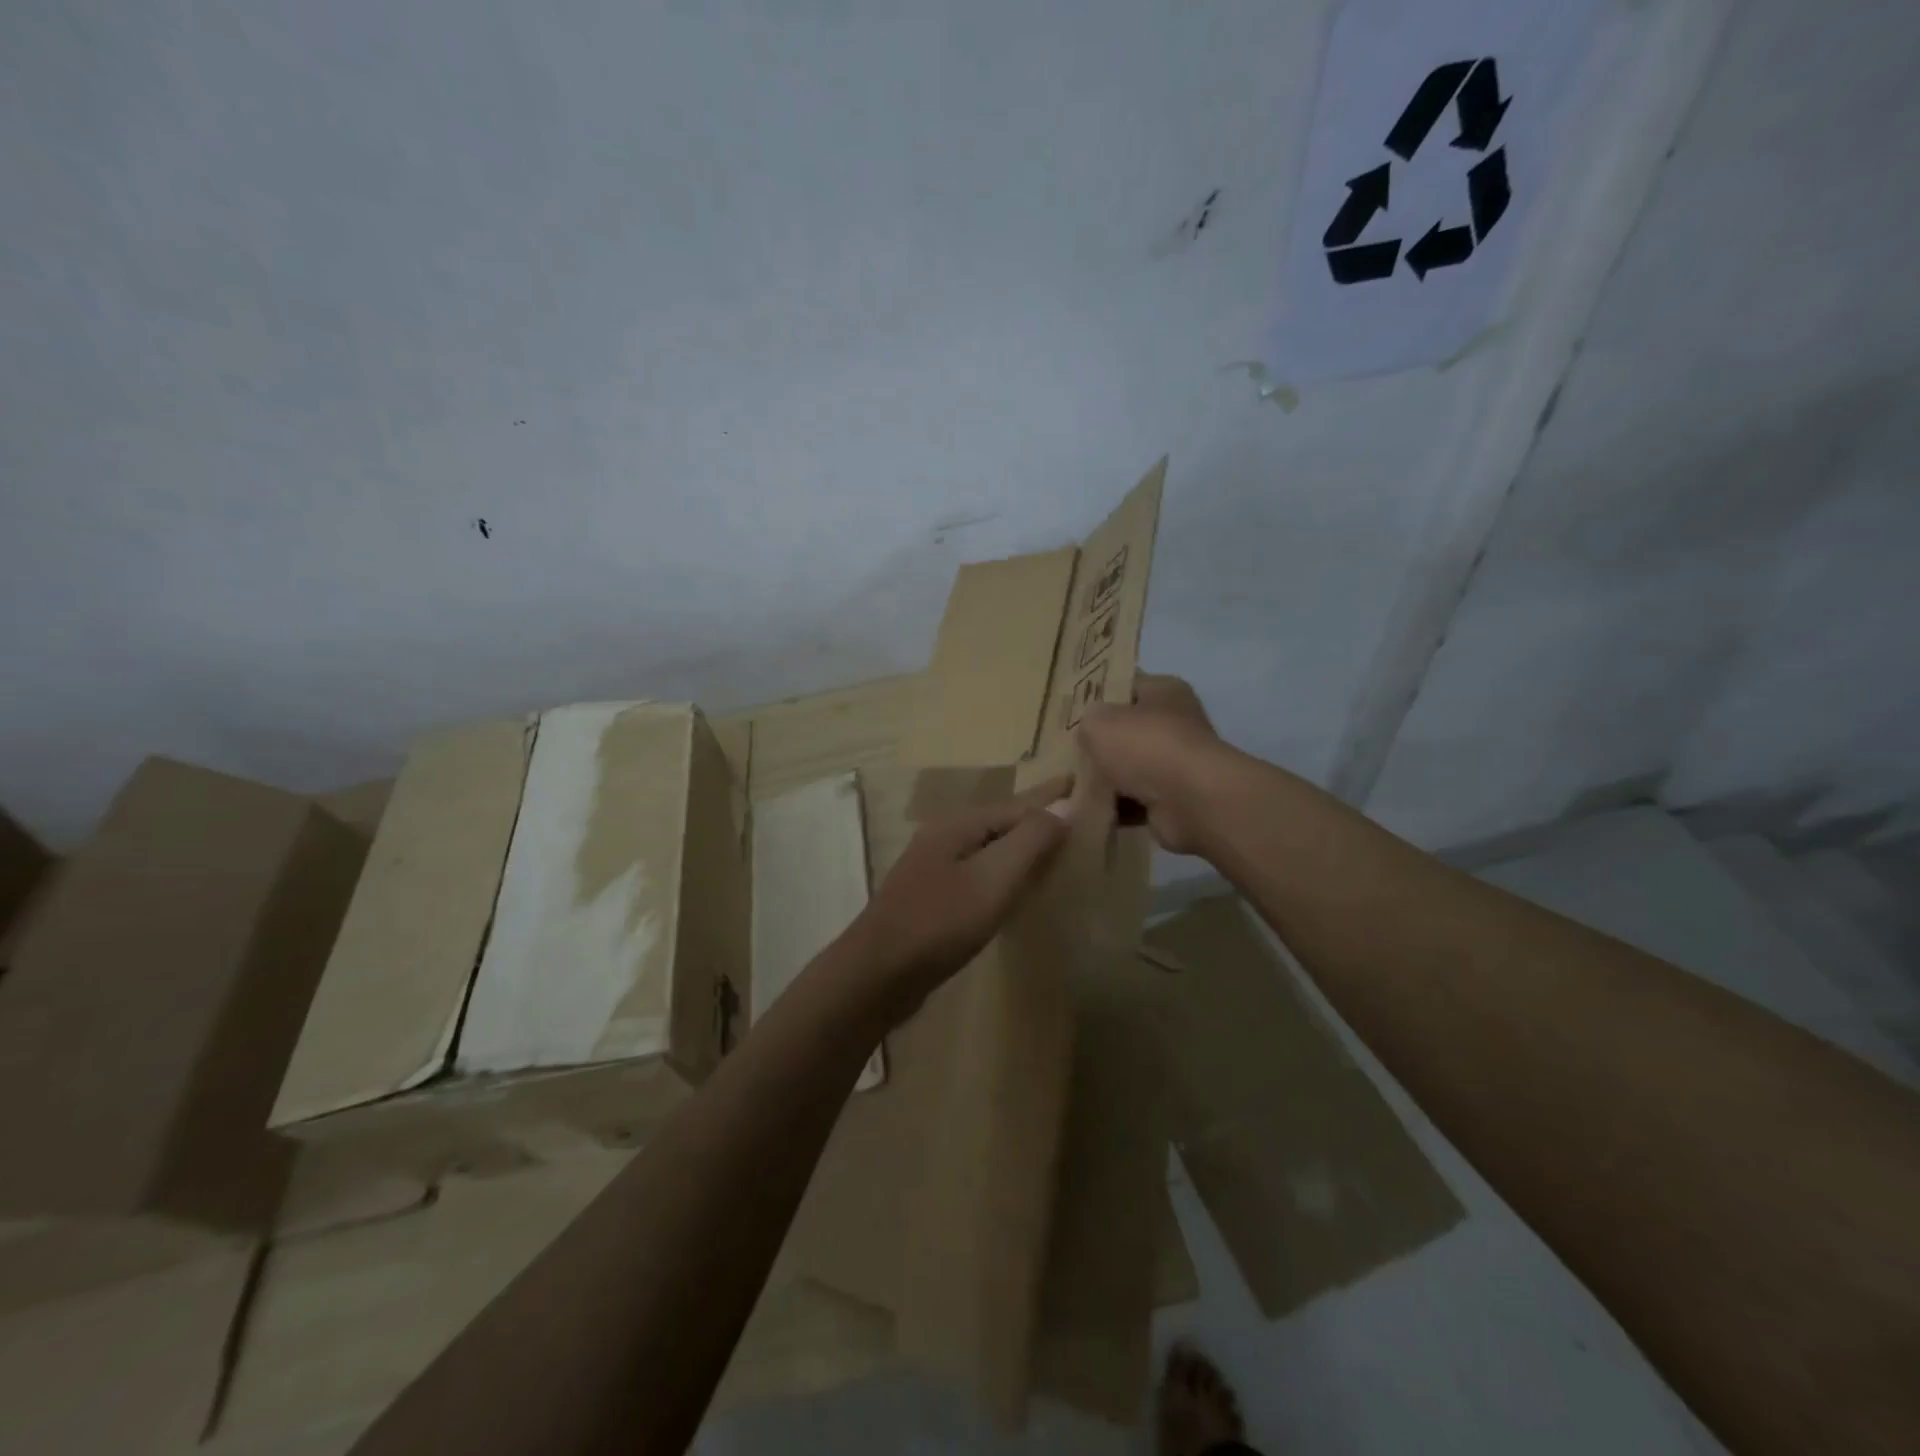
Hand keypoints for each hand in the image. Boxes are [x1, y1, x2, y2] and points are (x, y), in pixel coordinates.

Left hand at [841, 776, 1072, 1025]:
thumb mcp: (992, 879)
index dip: (1054, 797)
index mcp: (960, 825)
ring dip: (1023, 842)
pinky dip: (1006, 868)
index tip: (1084, 784)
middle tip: (1078, 810)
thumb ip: (1030, 840)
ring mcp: (936, 866)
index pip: (1020, 804)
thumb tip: (1065, 806)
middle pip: (1004, 821)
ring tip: (1057, 842)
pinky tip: (1018, 882)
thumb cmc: (939, 923)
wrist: (877, 974)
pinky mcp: (934, 896)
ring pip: (992, 846)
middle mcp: (946, 836)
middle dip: (1039, 814)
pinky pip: (981, 870)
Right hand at [1078, 674, 1223, 854]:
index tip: (1066, 709)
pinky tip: (1084, 808)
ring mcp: (1174, 763)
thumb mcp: (1098, 721)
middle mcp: (1174, 723)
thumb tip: (1089, 735)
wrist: (1190, 802)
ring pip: (1126, 768)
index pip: (1124, 684)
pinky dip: (1112, 806)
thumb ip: (1086, 722)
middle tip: (1063, 750)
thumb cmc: (1145, 746)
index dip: (1095, 694)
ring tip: (1067, 784)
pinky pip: (1132, 801)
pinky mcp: (1171, 800)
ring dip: (1102, 779)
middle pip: (1124, 729)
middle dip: (1096, 743)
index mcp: (1163, 691)